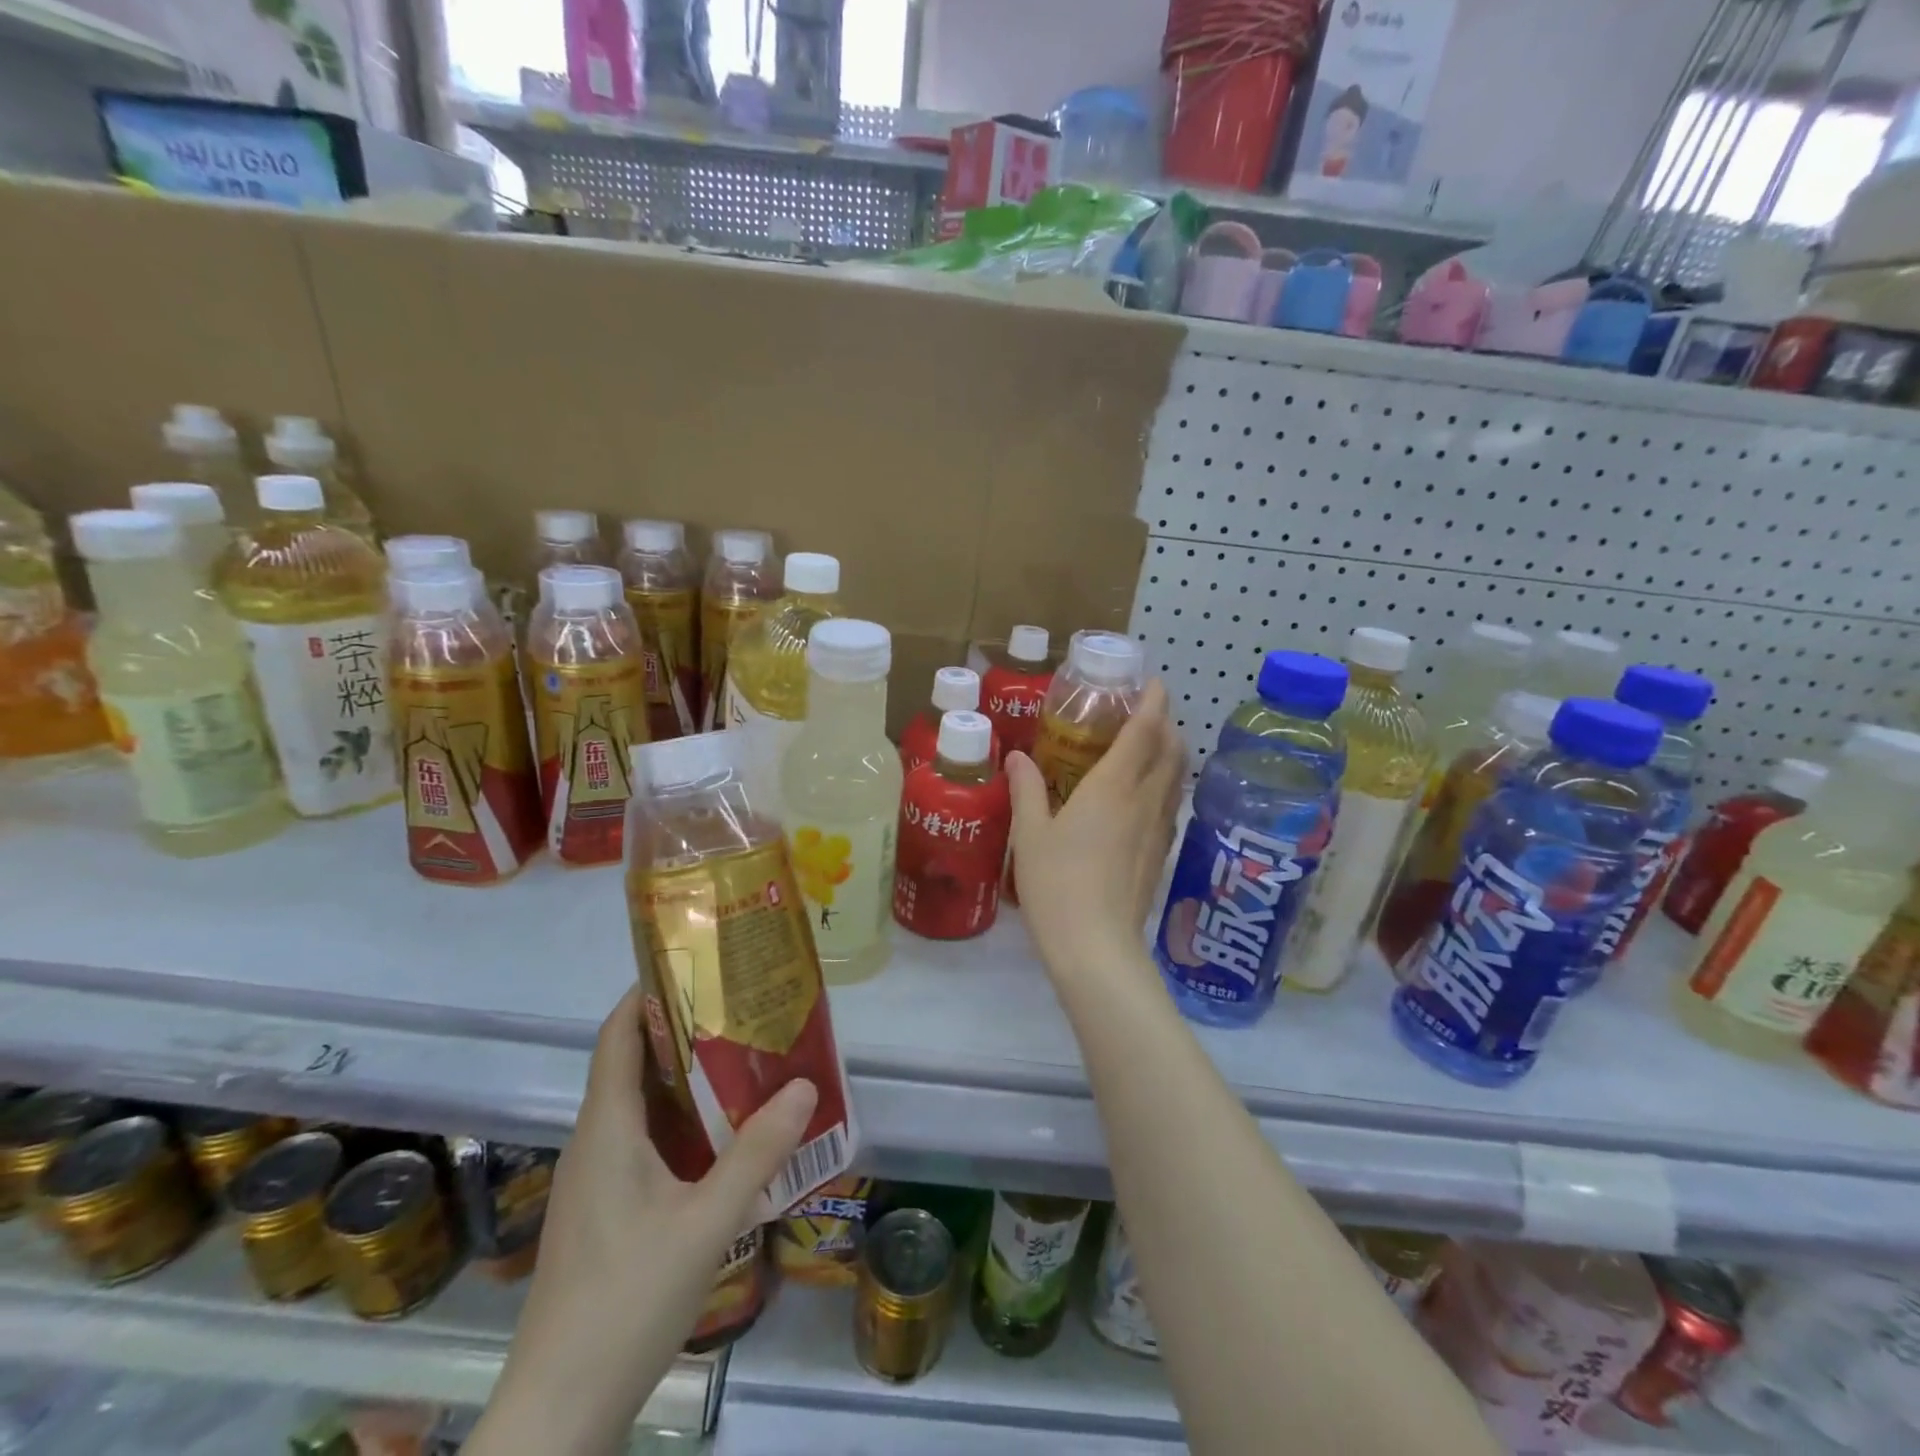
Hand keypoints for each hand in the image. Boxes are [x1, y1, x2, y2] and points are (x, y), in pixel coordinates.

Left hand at [470, 986, 816, 1455]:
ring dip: (683, 1080)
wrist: (558, 1415)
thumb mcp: (706, 1223)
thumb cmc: (626, 1302)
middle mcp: (594, 1144)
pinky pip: (640, 1144)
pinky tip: (720, 1140)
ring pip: (638, 1108)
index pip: (617, 1037)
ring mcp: (593, 1183)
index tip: (696, 967)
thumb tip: (806, 1085)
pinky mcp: (602, 1215)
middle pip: (631, 1065)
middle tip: (740, 1010)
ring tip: (742, 1063)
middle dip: (681, 1031)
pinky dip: (679, 1123)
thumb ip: (757, 1153)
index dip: (646, 994)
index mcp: (607, 1130)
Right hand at [1006, 678, 1184, 978]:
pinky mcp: (1161, 854)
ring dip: (1170, 755)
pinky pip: (1170, 806)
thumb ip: (1026, 789)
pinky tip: (1145, 799)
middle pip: (1171, 751)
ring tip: (1149, 749)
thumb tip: (1016, 756)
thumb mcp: (1030, 834)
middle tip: (1145, 715)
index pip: (1144, 732)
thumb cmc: (1056, 883)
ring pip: (1176, 779)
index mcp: (1113, 787)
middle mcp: (1144, 801)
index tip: (1153, 682)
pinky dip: (1165, 786)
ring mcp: (1158, 829)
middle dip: (1166, 725)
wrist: (1096, 946)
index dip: (1153, 703)